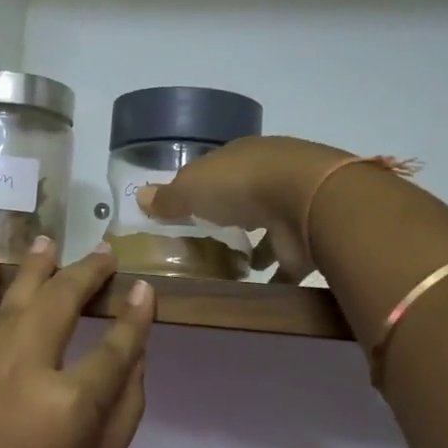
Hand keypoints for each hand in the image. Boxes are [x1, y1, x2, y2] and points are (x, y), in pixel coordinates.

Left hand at [0, 238, 155, 447]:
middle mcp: (25, 367)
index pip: (116, 345)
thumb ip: (125, 407)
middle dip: (88, 273)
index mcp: (70, 403)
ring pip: (14, 294)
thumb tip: (136, 352)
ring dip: (36, 264)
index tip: (143, 290)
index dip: (135, 315)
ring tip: (50, 240)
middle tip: (104, 255)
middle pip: (62, 301)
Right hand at [140, 135, 356, 283]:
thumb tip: (139, 197)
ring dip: (256, 248)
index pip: (218, 170)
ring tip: (231, 271)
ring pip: (269, 227)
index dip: (201, 188)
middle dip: (230, 216)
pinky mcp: (307, 238)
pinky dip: (276, 274)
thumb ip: (167, 197)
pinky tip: (258, 290)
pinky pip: (287, 259)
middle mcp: (271, 175)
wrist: (307, 201)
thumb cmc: (240, 186)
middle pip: (245, 197)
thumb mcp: (191, 189)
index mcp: (242, 156)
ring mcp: (294, 206)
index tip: (186, 211)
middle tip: (207, 243)